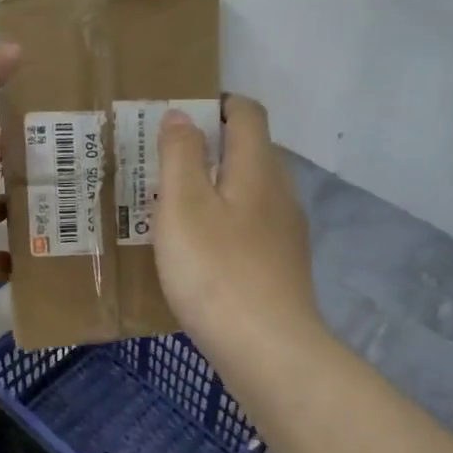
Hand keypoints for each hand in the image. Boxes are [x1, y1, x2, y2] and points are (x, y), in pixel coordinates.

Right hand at [152, 96, 321, 360]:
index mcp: (258, 168)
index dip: (216, 103)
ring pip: (251, 192)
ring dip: (217, 188)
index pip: (247, 112)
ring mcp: (287, 232)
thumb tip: (182, 115)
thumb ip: (181, 155)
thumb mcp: (184, 206)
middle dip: (211, 147)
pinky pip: (252, 226)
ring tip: (175, 207)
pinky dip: (226, 223)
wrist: (267, 349)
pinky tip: (200, 251)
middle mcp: (280, 192)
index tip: (179, 114)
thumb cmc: (217, 271)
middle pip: (251, 150)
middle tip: (165, 162)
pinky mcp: (283, 266)